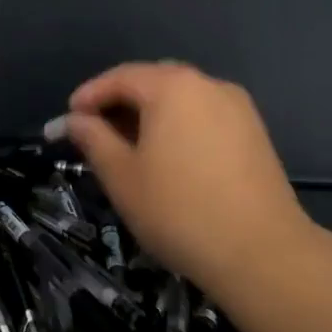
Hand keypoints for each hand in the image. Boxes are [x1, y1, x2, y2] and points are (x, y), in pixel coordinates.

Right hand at [64, 62, 311, 289]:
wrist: (263, 254)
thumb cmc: (179, 211)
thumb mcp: (122, 176)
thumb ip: (94, 139)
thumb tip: (75, 120)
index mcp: (172, 87)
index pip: (120, 77)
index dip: (89, 95)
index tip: (68, 119)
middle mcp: (207, 84)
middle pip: (153, 81)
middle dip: (121, 101)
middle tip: (97, 131)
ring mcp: (237, 107)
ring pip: (182, 98)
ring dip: (152, 114)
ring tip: (131, 146)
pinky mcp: (255, 133)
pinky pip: (205, 115)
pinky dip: (180, 125)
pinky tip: (170, 157)